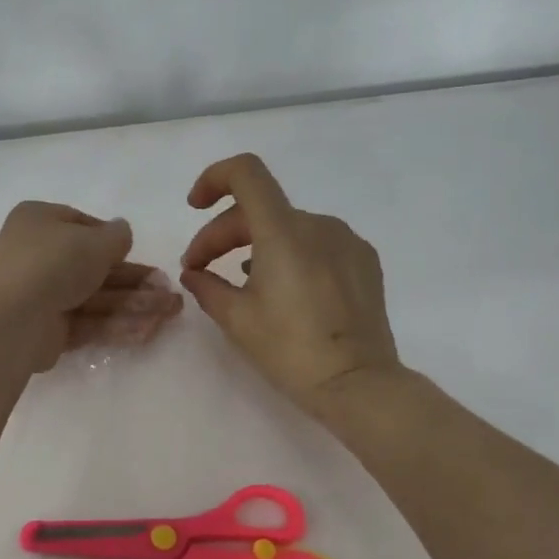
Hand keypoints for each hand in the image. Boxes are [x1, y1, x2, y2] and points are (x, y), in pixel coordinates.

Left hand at [0, 201, 182, 370]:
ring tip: (172, 312)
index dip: (113, 241)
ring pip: (95, 297)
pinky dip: (117, 325)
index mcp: (40, 222)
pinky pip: (88, 323)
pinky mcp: (47, 331)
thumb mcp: (94, 240)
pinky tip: (150, 331)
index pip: (82, 226)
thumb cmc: (53, 262)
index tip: (138, 252)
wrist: (12, 317)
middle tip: (169, 291)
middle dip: (135, 280)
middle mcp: (38, 256)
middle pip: (94, 267)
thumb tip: (121, 231)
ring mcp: (41, 295)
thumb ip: (116, 236)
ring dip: (135, 304)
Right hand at [180, 154, 399, 415]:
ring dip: (256, 245)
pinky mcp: (364, 261)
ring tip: (240, 283)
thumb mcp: (236, 319)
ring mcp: (346, 241)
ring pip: (288, 227)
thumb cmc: (290, 350)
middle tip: (200, 270)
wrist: (359, 385)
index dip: (214, 178)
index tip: (195, 206)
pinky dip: (291, 254)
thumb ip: (206, 286)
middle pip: (260, 208)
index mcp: (283, 231)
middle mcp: (318, 224)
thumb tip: (194, 274)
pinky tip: (283, 289)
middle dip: (222, 234)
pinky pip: (317, 243)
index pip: (246, 173)